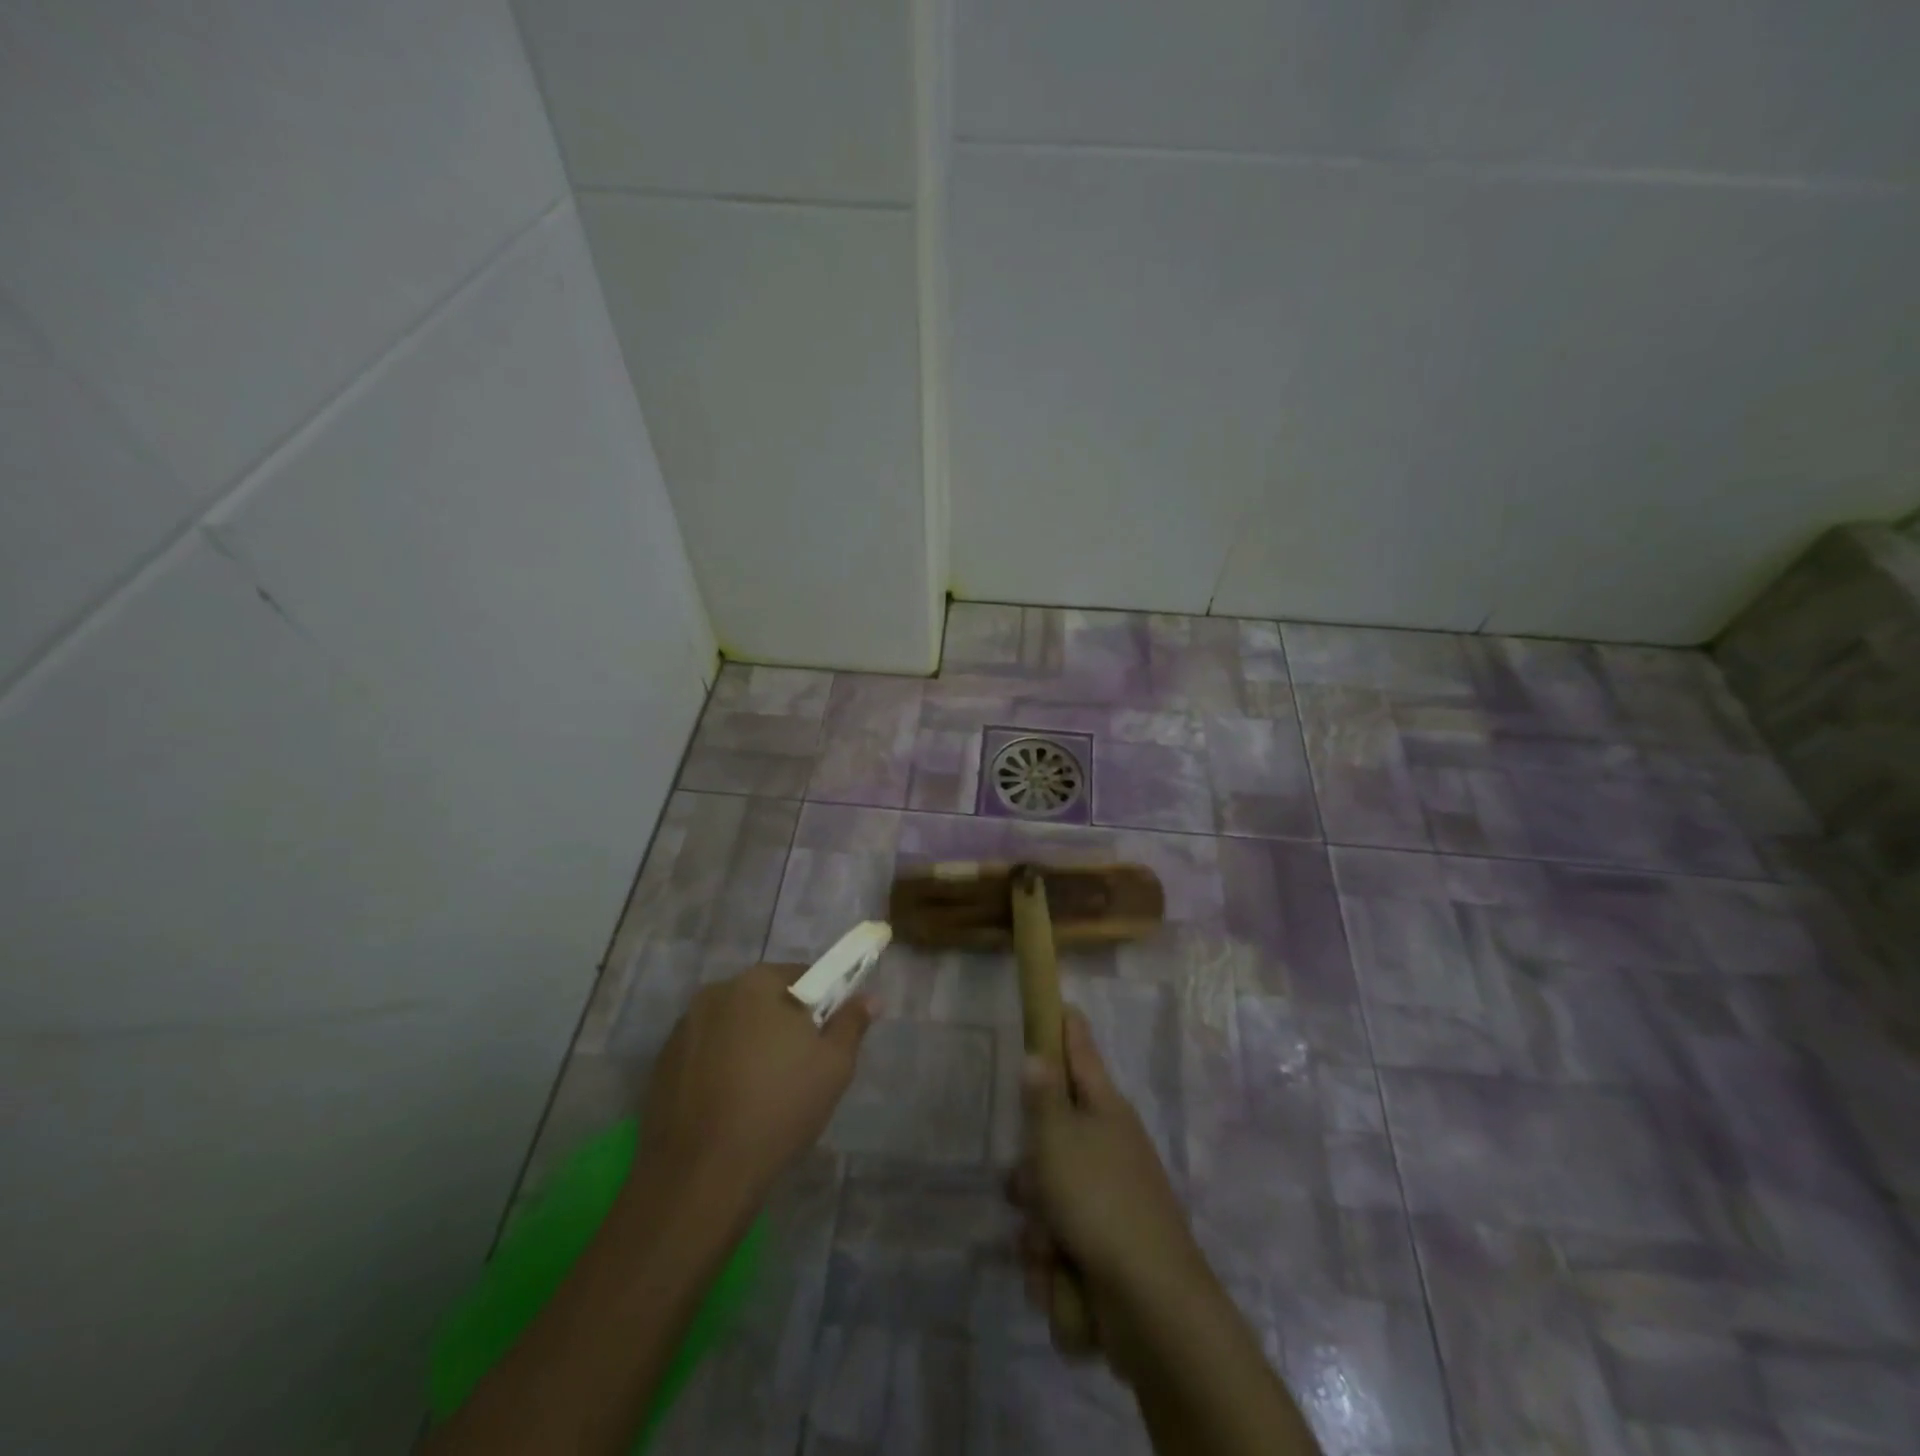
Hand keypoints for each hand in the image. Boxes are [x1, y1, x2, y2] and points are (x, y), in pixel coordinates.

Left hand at [634, 963, 875, 1210]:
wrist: (700, 1175)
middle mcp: (715, 992)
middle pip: (763, 998)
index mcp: (757, 982)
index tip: (826, 1036)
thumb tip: (870, 997)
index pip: (802, 974)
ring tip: (762, 1090)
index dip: (821, 1002)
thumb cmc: (778, 1108)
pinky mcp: (661, 1064)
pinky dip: (720, 1066)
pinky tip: (730, 1104)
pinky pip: (705, 1052)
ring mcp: (683, 1028)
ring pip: (732, 1025)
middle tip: (800, 1065)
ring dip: (749, 1043)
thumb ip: (851, 1022)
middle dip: (782, 1022)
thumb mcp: (834, 1065)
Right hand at [1009, 1007, 1214, 1379]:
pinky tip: (1061, 1280)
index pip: (1081, 1055)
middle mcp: (1107, 1150)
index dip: (1067, 1030)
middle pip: (1051, 1139)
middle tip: (1029, 1185)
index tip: (1061, 1004)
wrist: (1150, 1306)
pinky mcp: (1103, 1251)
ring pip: (1047, 1199)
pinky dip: (1053, 1266)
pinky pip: (1058, 1246)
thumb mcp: (1058, 1140)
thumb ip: (1042, 1097)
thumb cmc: (1099, 1202)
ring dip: (1037, 1229)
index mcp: (1105, 1112)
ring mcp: (1108, 1202)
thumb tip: (1038, 1054)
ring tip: (1049, 1248)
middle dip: (1031, 1172)